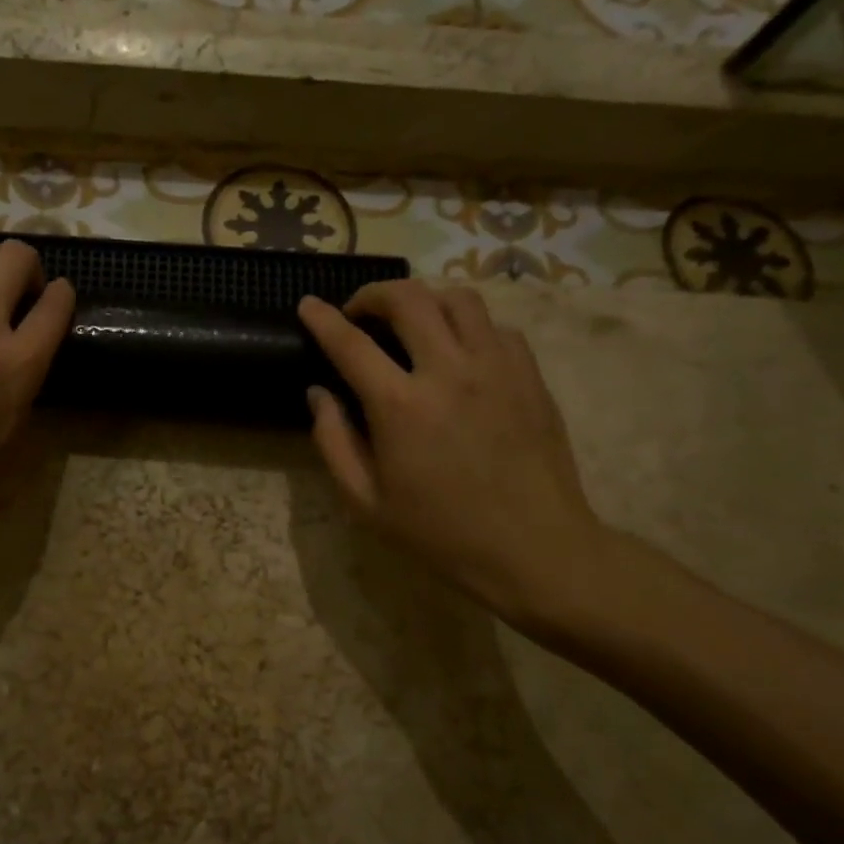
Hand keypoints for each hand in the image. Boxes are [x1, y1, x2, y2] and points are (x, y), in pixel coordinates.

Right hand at [297, 280, 612, 633]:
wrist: (535, 549)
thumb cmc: (440, 532)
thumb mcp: (366, 502)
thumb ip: (333, 441)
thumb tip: (319, 394)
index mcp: (401, 406)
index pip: (350, 343)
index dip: (322, 319)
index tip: (307, 305)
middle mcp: (449, 371)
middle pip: (408, 298)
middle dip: (373, 294)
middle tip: (360, 313)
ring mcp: (497, 367)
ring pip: (458, 298)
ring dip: (424, 301)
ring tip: (411, 323)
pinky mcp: (530, 375)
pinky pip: (495, 326)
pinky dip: (467, 326)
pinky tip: (458, 352)